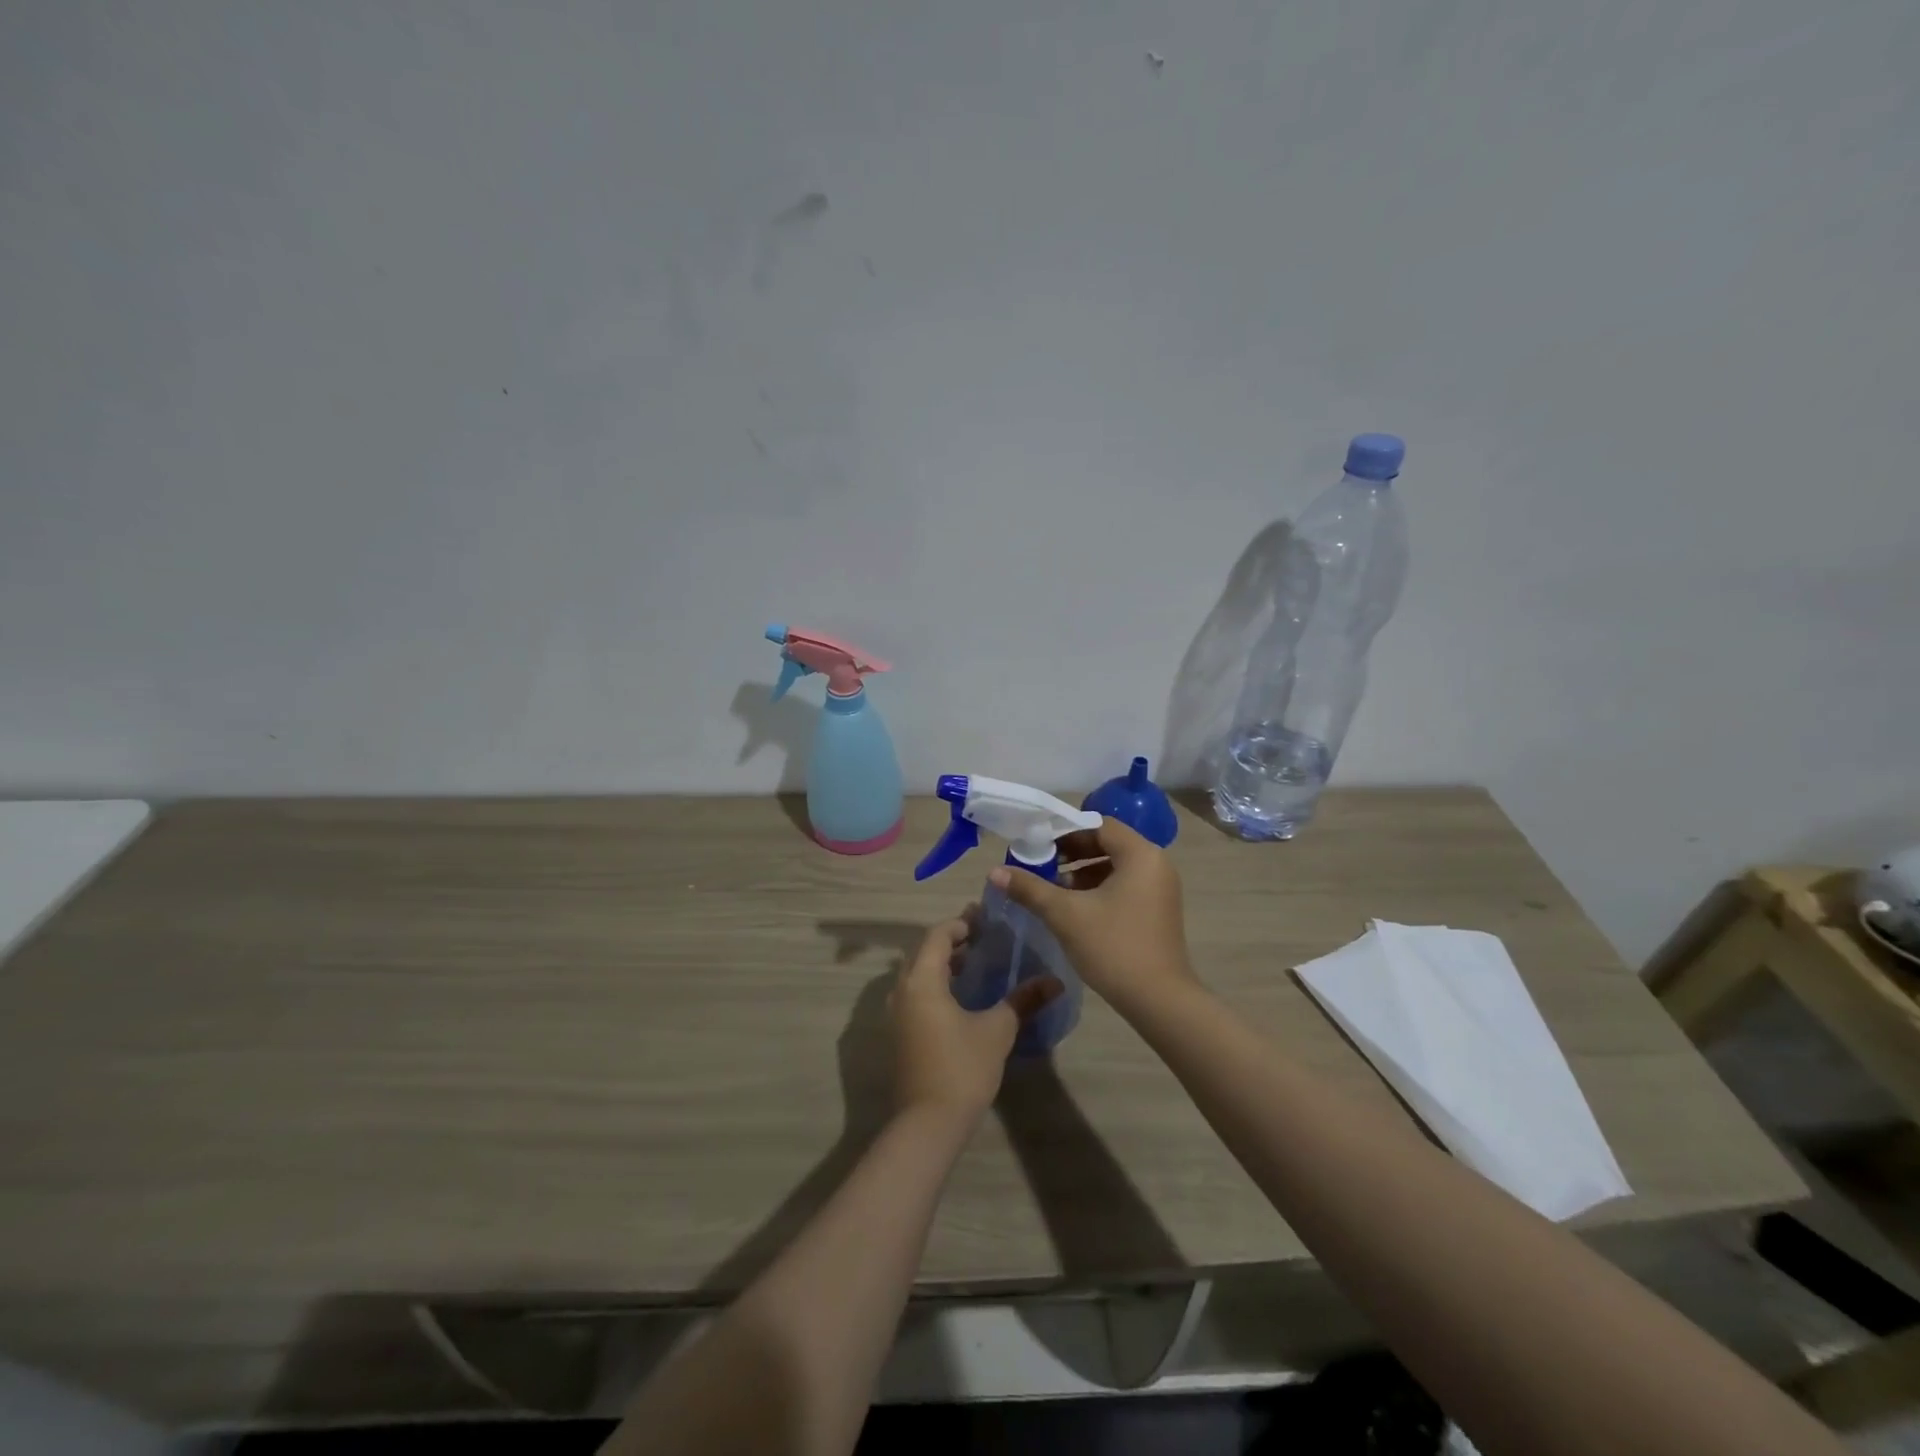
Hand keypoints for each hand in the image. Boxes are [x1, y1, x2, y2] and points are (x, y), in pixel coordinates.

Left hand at [889, 913, 1061, 1121]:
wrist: (928, 1123)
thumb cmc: (962, 1068)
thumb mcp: (997, 1030)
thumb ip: (1023, 1000)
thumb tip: (1055, 982)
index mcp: (922, 980)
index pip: (937, 935)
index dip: (960, 924)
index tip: (986, 921)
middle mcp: (903, 989)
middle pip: (924, 951)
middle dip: (952, 941)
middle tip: (984, 938)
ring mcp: (898, 1013)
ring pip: (919, 973)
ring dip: (943, 963)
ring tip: (976, 963)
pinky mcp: (901, 1032)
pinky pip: (917, 993)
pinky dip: (936, 983)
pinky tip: (962, 996)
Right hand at [988, 817, 1196, 1012]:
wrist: (1159, 1001)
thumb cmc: (1113, 947)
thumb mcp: (1065, 914)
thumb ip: (1030, 888)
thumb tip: (994, 871)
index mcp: (1141, 855)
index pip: (1099, 826)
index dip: (1065, 832)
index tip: (1037, 845)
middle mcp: (1156, 863)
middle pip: (1108, 844)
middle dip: (1072, 853)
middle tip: (1040, 865)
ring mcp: (1161, 888)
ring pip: (1116, 866)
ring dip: (1083, 872)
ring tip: (1053, 888)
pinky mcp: (1159, 909)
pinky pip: (1126, 885)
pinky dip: (1100, 888)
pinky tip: (1075, 908)